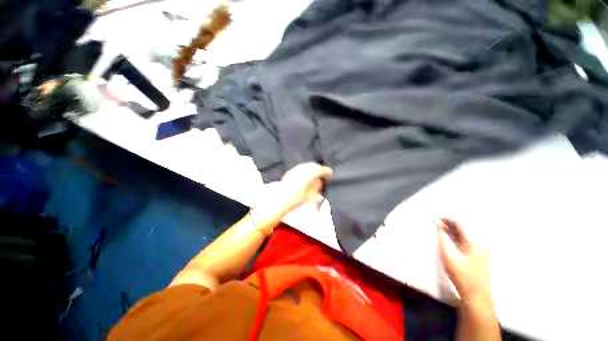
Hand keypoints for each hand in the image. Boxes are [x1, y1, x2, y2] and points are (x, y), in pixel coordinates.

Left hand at [276, 162, 333, 213]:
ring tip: (315, 174)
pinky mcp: (290, 171)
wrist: (280, 199)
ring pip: (307, 165)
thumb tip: (320, 181)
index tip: (330, 173)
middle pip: (313, 165)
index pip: (320, 169)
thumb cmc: (296, 200)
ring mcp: (295, 169)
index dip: (326, 171)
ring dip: (312, 168)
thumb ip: (316, 187)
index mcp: (308, 175)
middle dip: (319, 168)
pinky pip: (301, 167)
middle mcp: (302, 169)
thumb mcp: (310, 195)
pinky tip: (306, 174)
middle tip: (323, 174)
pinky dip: (306, 169)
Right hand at [435, 218, 491, 303]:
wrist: (476, 294)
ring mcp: (483, 246)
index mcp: (476, 240)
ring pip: (465, 231)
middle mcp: (482, 240)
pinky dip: (457, 235)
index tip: (434, 219)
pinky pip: (468, 237)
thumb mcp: (448, 255)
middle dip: (448, 223)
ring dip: (452, 229)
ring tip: (440, 230)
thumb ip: (442, 237)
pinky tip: (449, 238)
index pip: (460, 222)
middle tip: (436, 224)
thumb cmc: (461, 274)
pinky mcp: (481, 251)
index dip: (446, 218)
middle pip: (464, 225)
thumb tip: (438, 223)